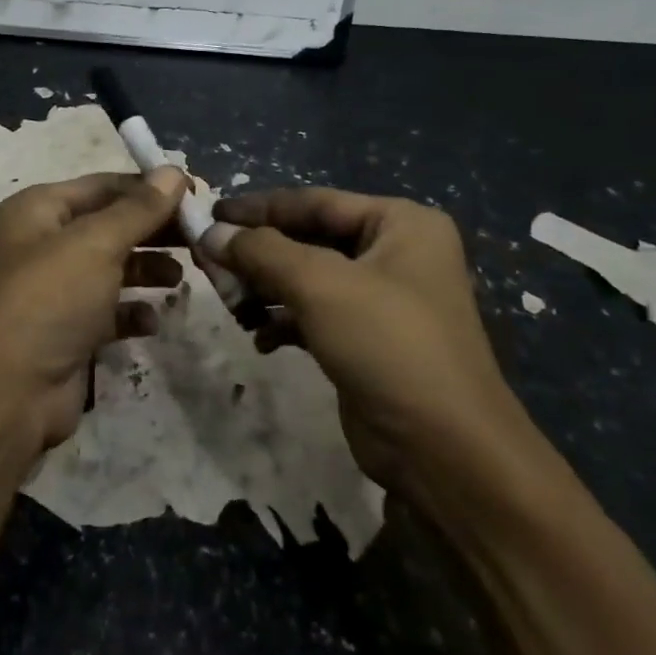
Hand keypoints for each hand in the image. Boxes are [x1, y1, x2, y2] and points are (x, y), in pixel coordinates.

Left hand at [0, 168, 189, 453]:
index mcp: (38, 210)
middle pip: (110, 225)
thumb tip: (173, 171)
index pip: (102, 186)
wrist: (7, 392)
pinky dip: (132, 312)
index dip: (148, 188)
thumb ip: (138, 209)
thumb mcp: (96, 244)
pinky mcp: (67, 331)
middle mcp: (43, 244)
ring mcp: (55, 290)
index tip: (196, 194)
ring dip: (148, 270)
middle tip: (200, 237)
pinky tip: (150, 320)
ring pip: (112, 268)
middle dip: (153, 230)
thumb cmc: (49, 300)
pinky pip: (109, 311)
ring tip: (180, 278)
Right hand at [203, 188, 527, 488]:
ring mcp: (382, 299)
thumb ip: (261, 251)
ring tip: (230, 305)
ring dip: (264, 289)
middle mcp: (394, 253)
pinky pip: (313, 315)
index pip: (313, 201)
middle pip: (307, 239)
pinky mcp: (367, 340)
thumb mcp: (320, 285)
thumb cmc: (389, 345)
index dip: (257, 208)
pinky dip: (283, 321)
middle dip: (257, 254)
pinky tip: (260, 339)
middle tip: (208, 263)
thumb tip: (210, 233)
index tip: (208, 214)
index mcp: (400, 224)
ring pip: (306, 278)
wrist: (446, 452)